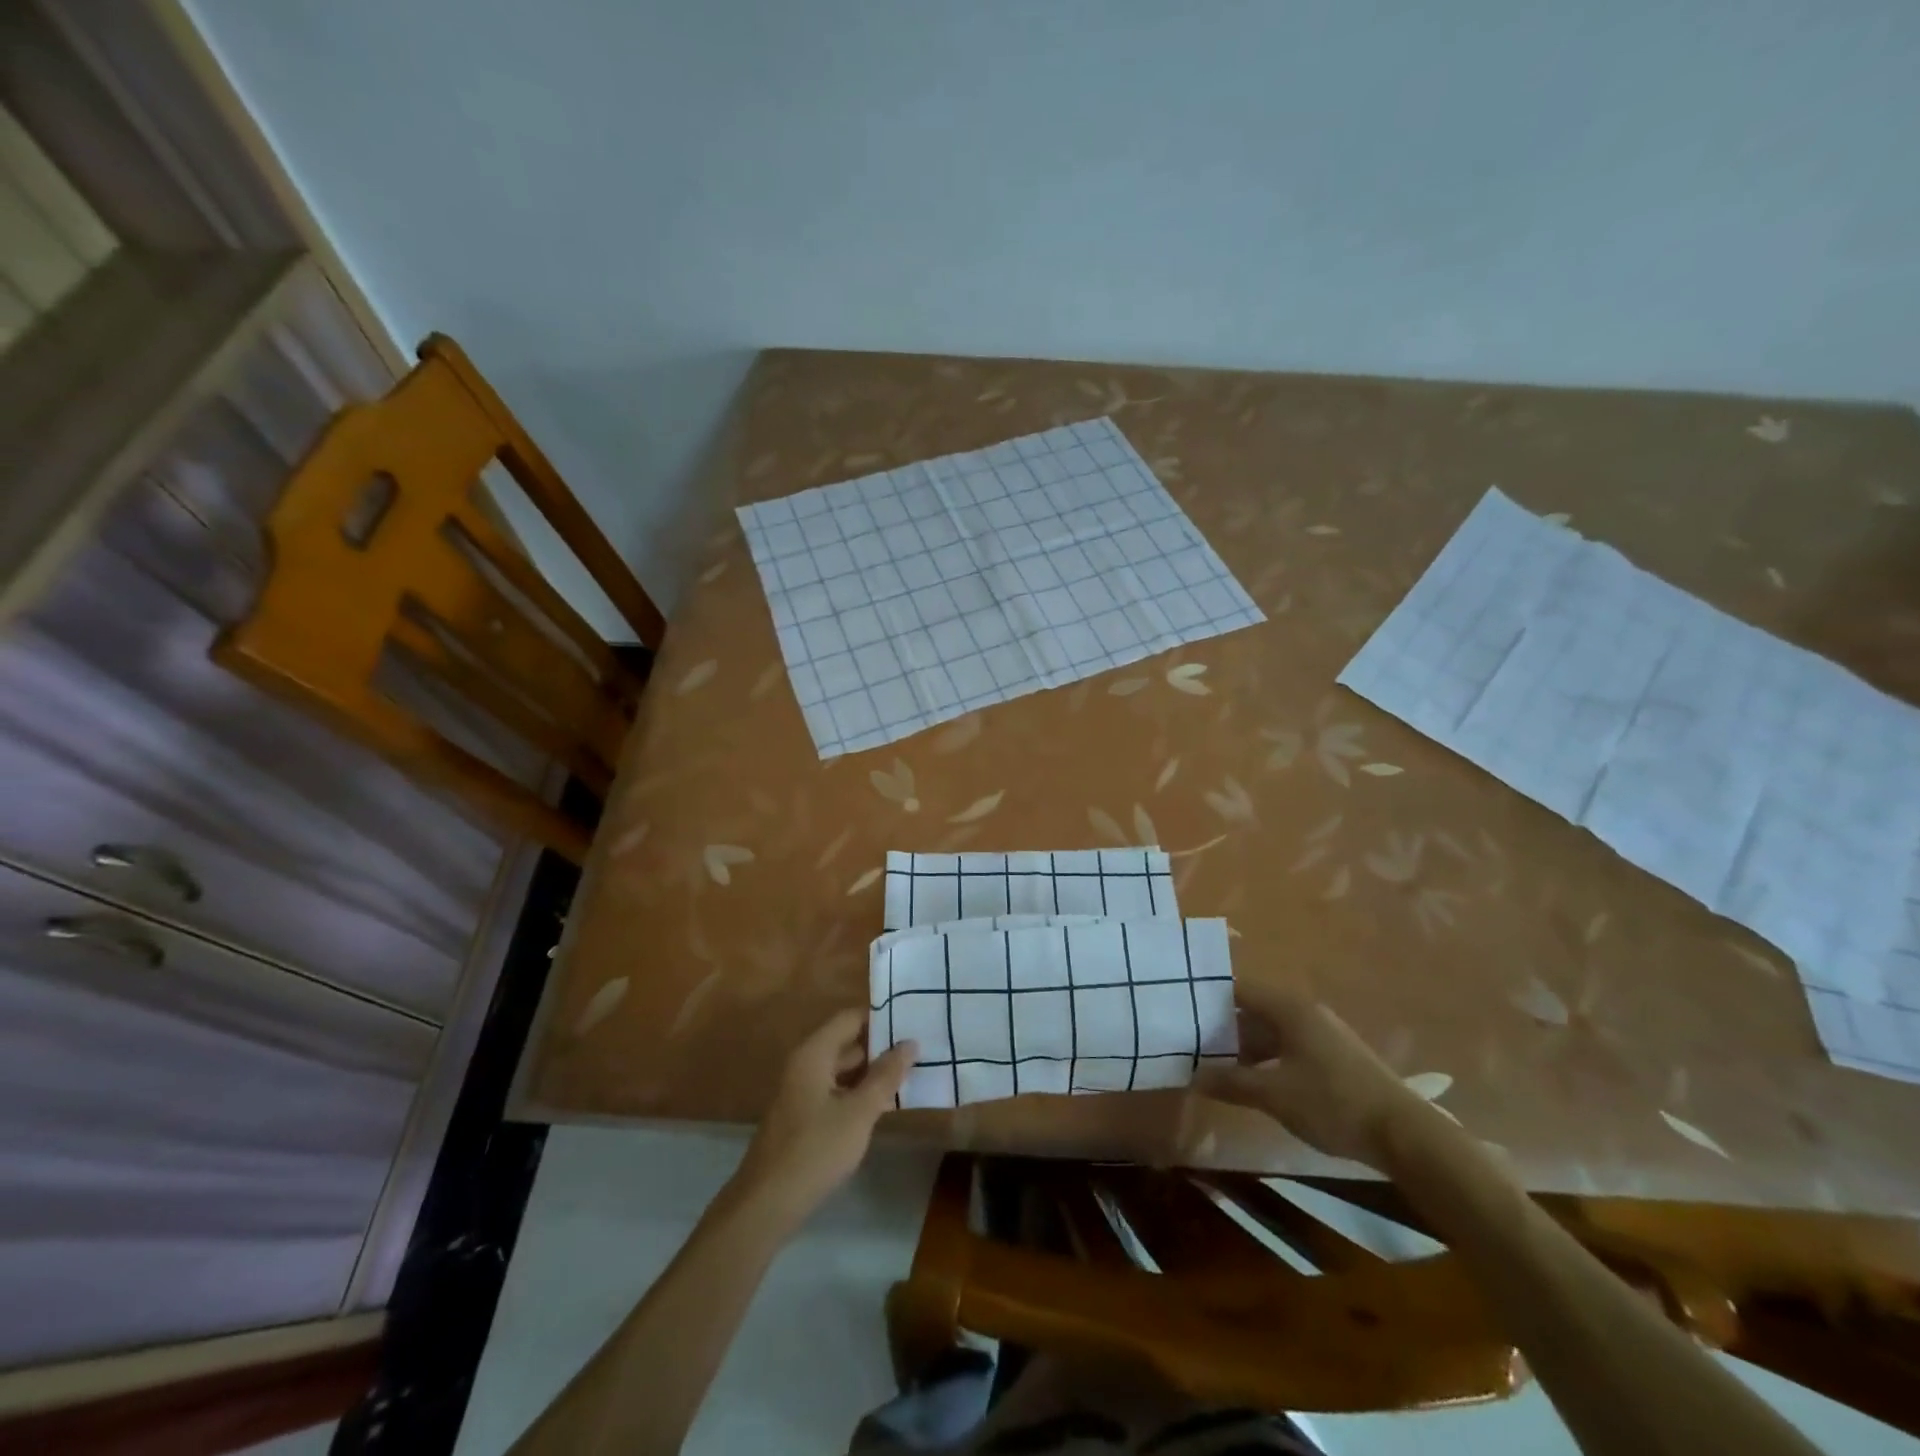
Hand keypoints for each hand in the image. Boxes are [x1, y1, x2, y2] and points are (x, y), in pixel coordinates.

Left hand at [731, 1009, 916, 1229]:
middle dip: (880, 1045)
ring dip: (871, 1071)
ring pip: (842, 1070)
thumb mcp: (858, 1112)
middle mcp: (804, 1065)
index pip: (850, 1018)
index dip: (880, 1016)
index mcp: (814, 1054)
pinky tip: (882, 1105)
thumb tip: (910, 1043)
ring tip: (910, 1073)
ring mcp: (801, 1092)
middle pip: (846, 1042)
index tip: (912, 1018)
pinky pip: (835, 1091)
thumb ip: (885, 1076)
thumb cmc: (815, 1150)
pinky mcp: (802, 1117)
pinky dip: (858, 1092)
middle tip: (919, 1048)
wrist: (765, 1205)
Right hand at [1192, 982, 1432, 1170]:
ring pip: (1270, 1032)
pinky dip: (1266, 1059)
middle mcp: (1304, 1012)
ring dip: (1244, 1048)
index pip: (1237, 989)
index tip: (1180, 1012)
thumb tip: (1193, 1075)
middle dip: (1222, 1028)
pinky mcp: (1332, 1058)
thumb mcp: (1274, 1094)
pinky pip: (1287, 1048)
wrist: (1405, 1135)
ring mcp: (1321, 1035)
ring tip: (1214, 1066)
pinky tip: (1252, 1081)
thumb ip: (1231, 1082)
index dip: (1207, 998)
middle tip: (1190, 1044)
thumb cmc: (1333, 1102)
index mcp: (1288, 1008)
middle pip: (1252, 1011)